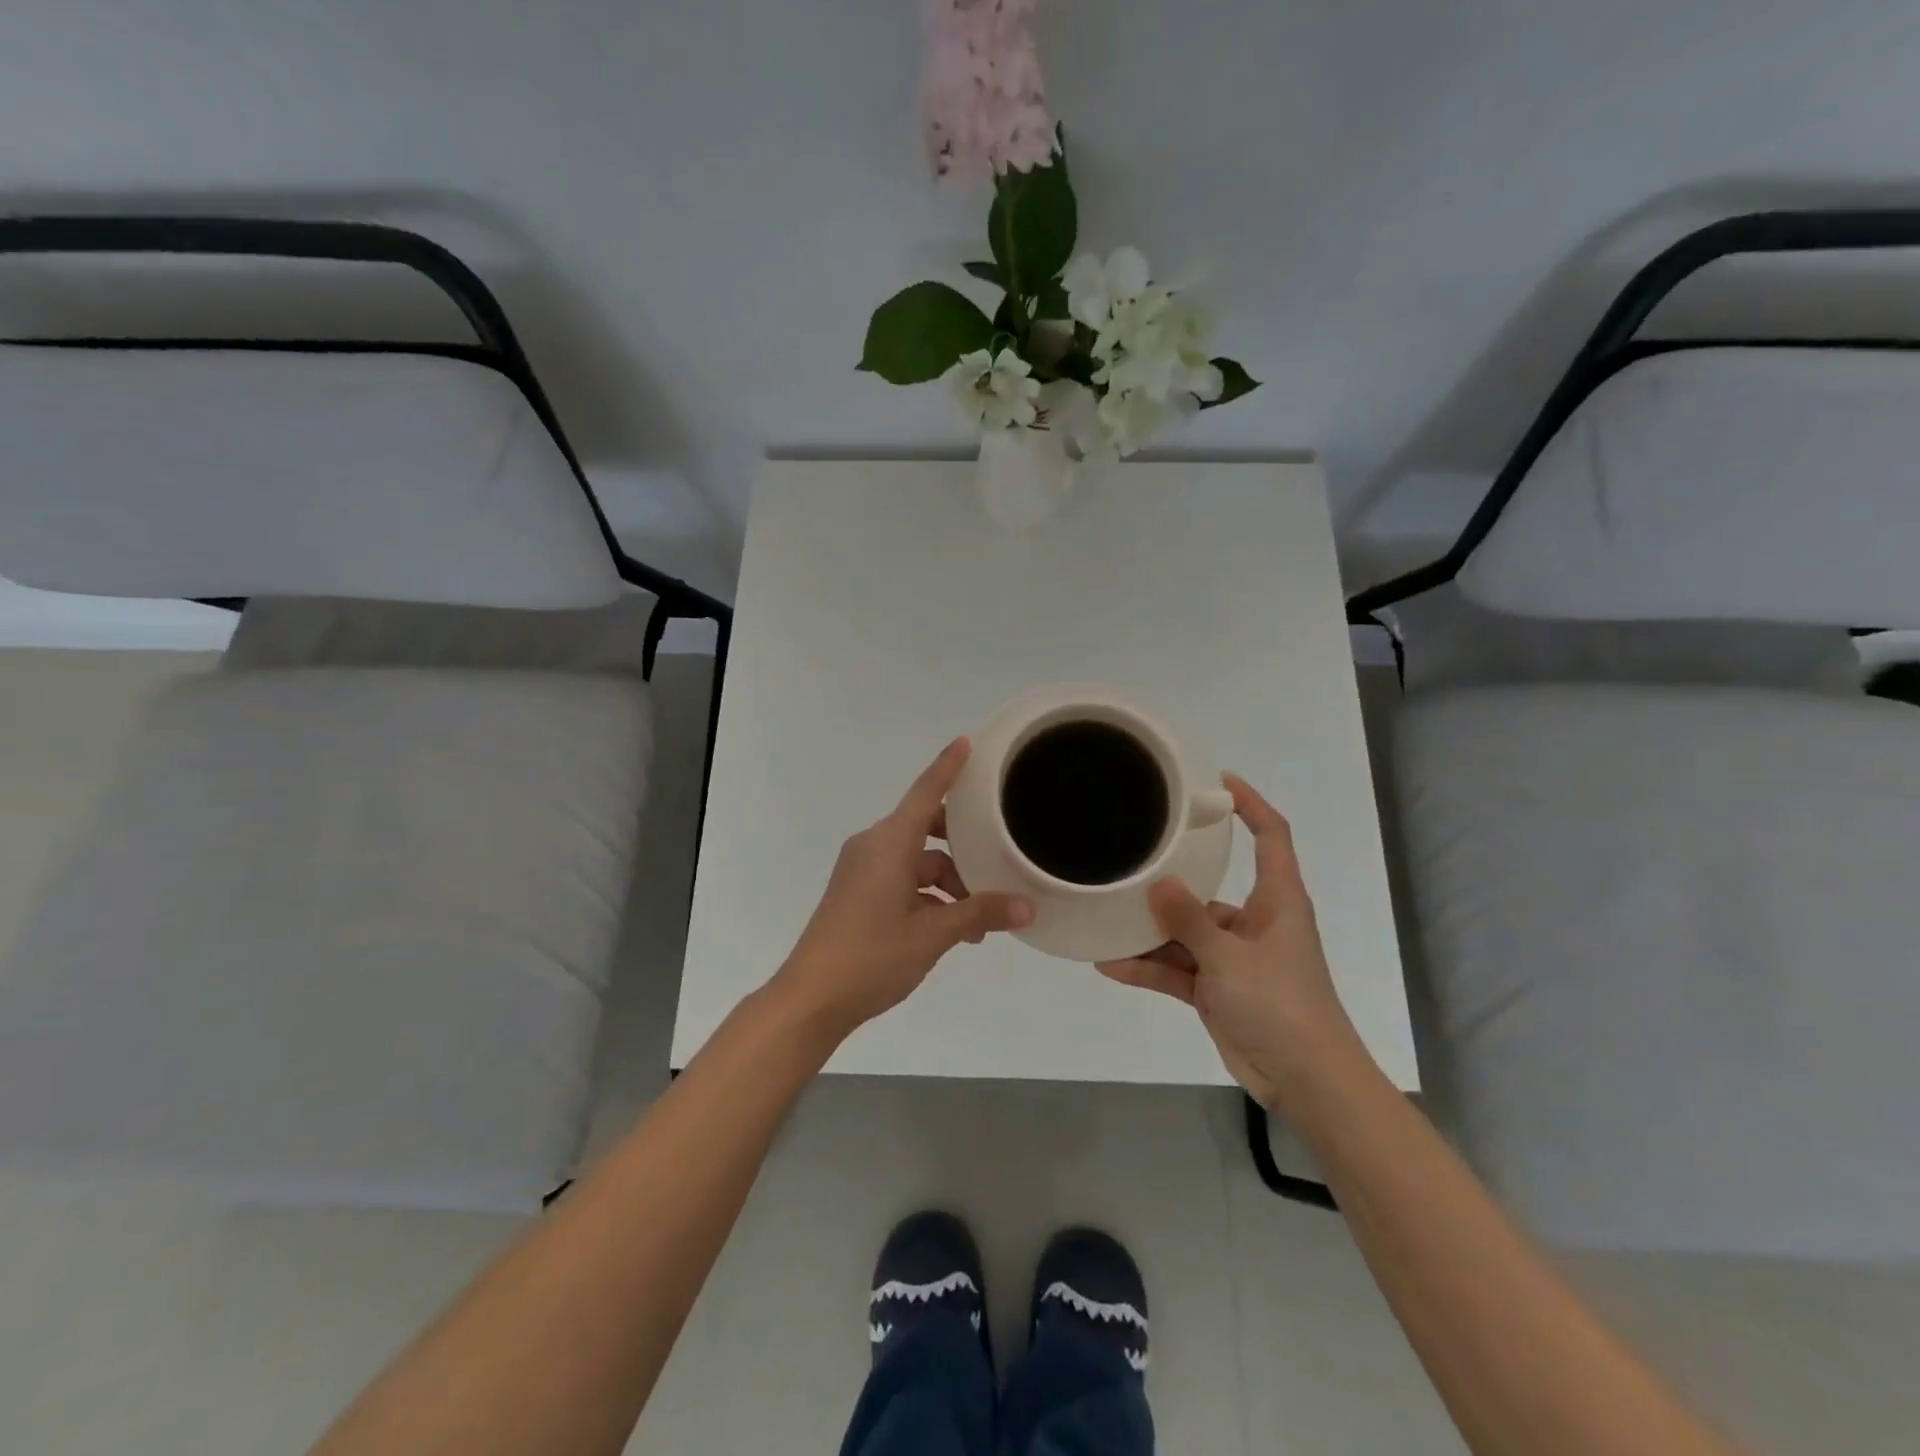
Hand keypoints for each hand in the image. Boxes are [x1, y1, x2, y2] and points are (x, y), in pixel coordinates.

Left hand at [774, 737, 1033, 1041]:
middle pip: (926, 830)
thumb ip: (979, 914)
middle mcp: (873, 846)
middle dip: (963, 849)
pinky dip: (928, 896)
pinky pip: (901, 879)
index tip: (966, 742)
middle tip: (996, 864)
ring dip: (948, 884)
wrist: (811, 998)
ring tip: (979, 923)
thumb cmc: (872, 956)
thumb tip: (1026, 908)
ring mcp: (862, 870)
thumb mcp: (933, 934)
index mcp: (889, 843)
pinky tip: (952, 930)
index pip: (925, 793)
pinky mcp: (857, 892)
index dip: (947, 767)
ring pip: (917, 862)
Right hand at [1096, 774, 1360, 1108]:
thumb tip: (1158, 883)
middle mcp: (1254, 923)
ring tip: (1104, 921)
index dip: (1250, 805)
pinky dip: (1148, 969)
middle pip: (1207, 890)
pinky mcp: (1217, 990)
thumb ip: (1189, 919)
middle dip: (1170, 881)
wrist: (1306, 1081)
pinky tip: (1109, 964)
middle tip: (1129, 858)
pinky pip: (1177, 970)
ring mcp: (1233, 959)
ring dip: (1149, 935)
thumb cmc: (1280, 1005)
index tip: (1217, 783)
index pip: (1271, 837)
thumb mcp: (1229, 957)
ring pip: (1184, 934)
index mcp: (1276, 902)